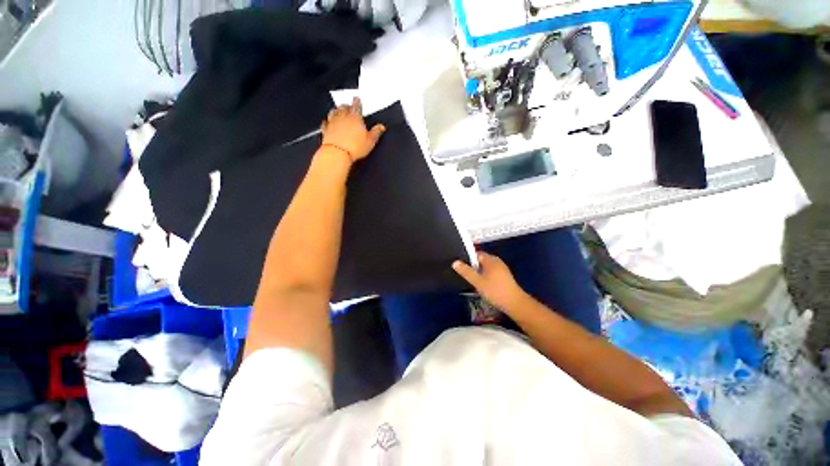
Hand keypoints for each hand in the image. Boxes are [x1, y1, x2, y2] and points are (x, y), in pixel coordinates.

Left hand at [321, 97, 385, 162]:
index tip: (357, 99)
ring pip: (333, 112)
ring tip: (338, 110)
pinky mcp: (325, 130)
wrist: (338, 153)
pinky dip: (327, 121)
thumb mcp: (370, 141)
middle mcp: (343, 117)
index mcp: (355, 117)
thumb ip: (376, 132)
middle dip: (346, 105)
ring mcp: (333, 123)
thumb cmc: (354, 147)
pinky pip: (326, 123)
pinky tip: (327, 121)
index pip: (356, 105)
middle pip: (344, 107)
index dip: (357, 101)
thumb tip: (381, 127)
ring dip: (336, 110)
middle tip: (348, 105)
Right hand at [452, 252, 527, 312]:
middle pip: (480, 260)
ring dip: (479, 273)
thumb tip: (455, 262)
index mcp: (491, 259)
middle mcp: (497, 261)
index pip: (476, 254)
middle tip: (465, 275)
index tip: (460, 267)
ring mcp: (501, 269)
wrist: (515, 304)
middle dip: (472, 267)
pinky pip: (490, 272)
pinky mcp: (504, 276)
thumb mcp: (477, 281)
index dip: (467, 259)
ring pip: (485, 267)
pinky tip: (482, 285)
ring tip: (472, 281)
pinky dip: (485, 277)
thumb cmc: (495, 291)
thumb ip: (466, 271)